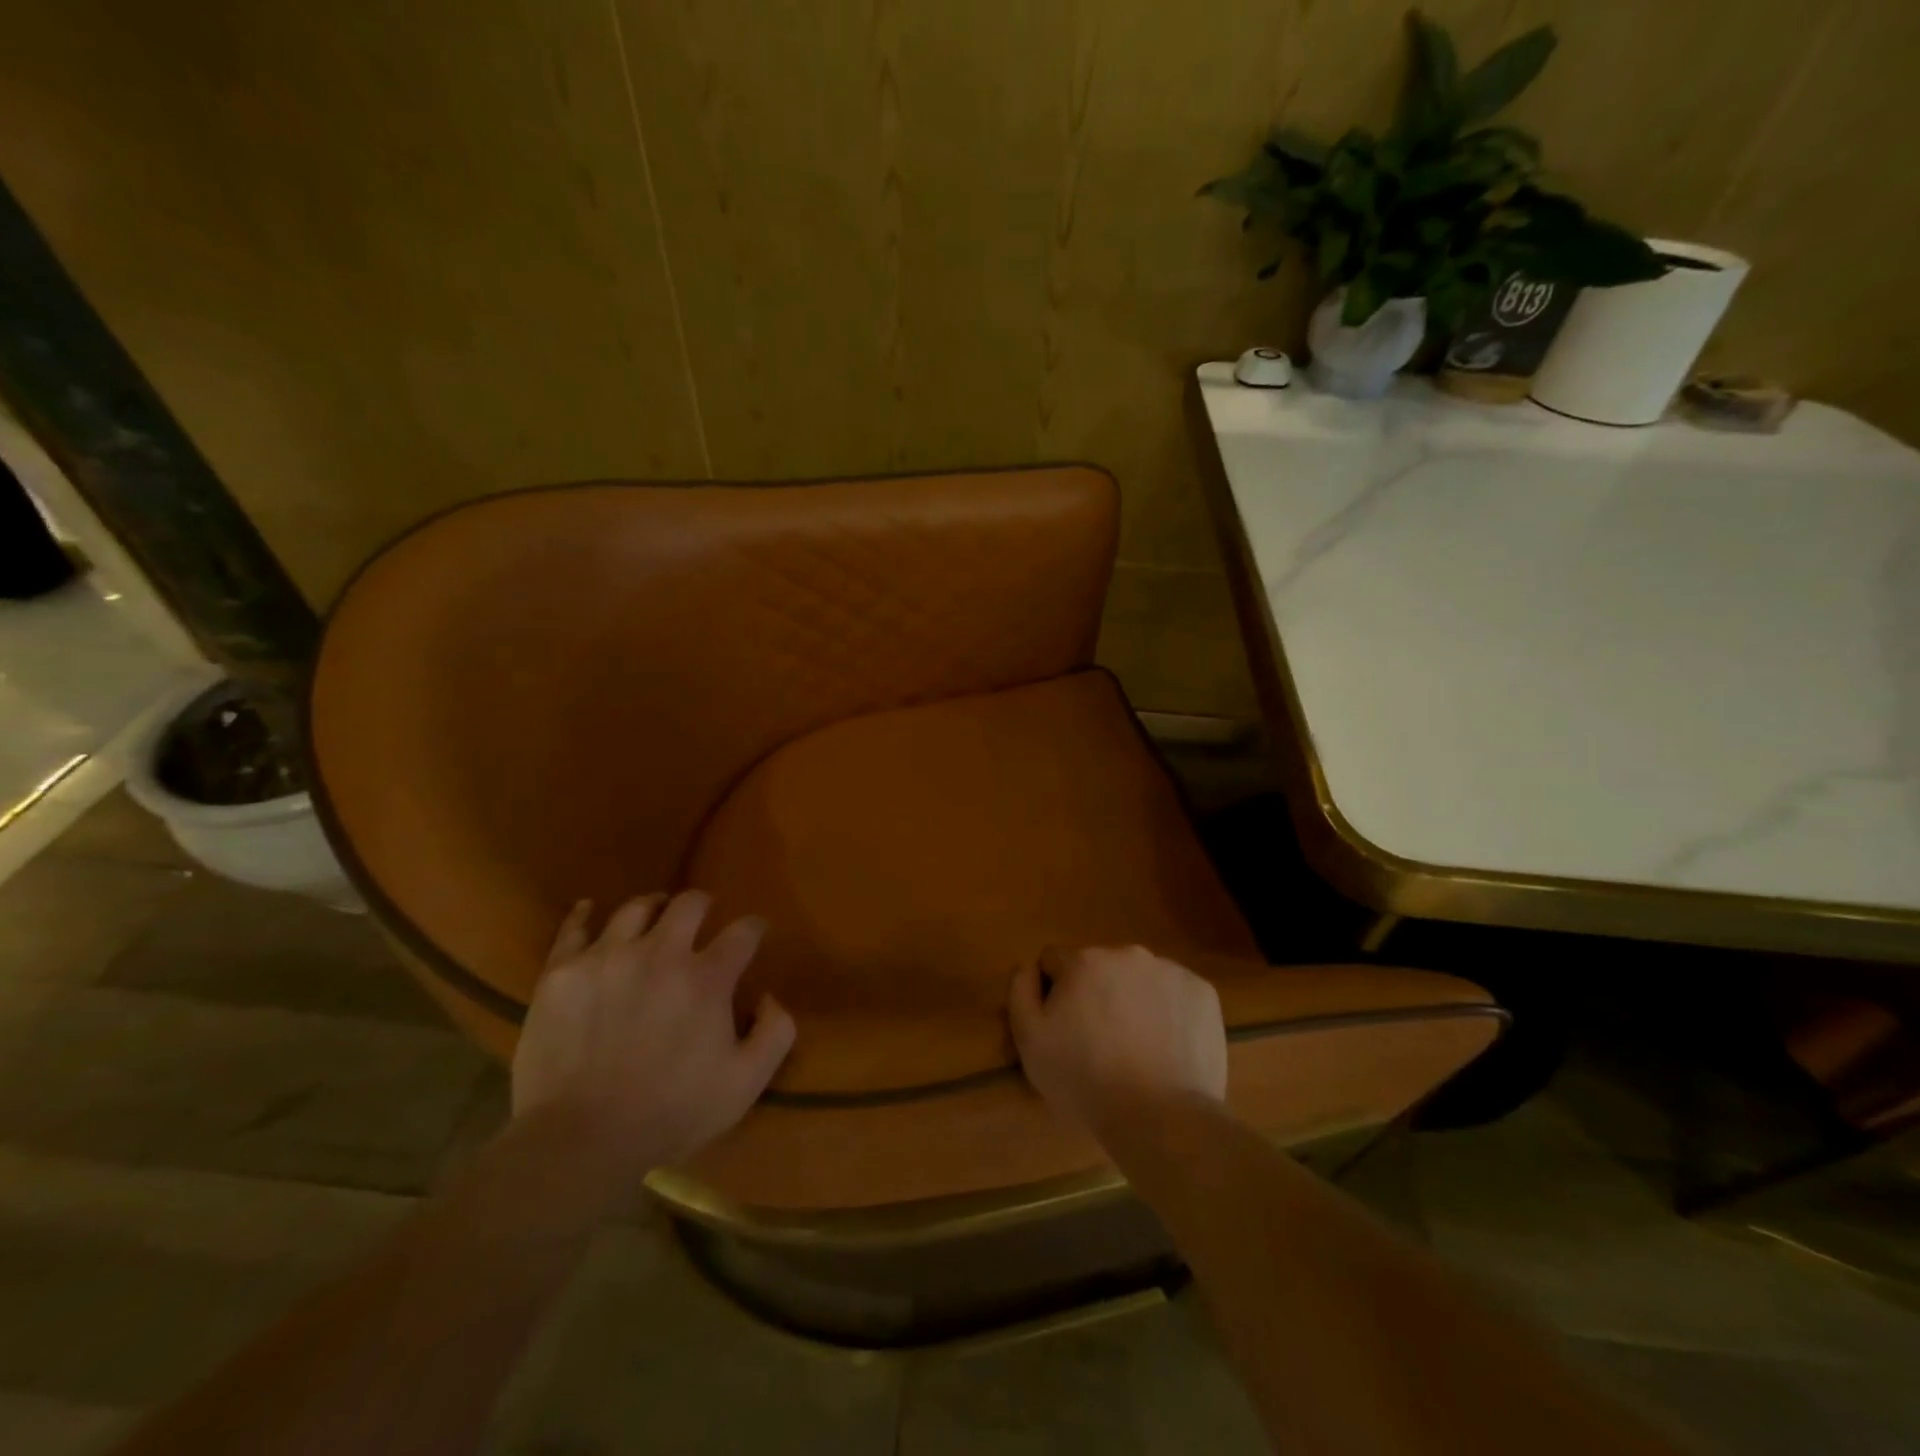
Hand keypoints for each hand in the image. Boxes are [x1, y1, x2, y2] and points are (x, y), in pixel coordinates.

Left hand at [512, 891, 795, 1174]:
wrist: (580, 1140)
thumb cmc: (670, 1113)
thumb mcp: (746, 1084)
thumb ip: (776, 1033)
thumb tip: (770, 996)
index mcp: (707, 978)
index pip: (743, 932)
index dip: (754, 928)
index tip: (755, 932)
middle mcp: (660, 952)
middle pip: (689, 904)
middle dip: (704, 904)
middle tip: (704, 916)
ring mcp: (607, 958)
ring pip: (635, 909)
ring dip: (653, 907)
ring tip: (654, 914)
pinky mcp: (562, 972)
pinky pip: (573, 929)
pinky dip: (583, 915)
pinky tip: (588, 909)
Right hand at [1009, 944, 1226, 1134]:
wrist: (1161, 1116)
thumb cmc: (1085, 1078)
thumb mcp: (1030, 1040)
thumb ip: (1020, 991)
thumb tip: (1029, 967)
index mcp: (1084, 960)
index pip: (1055, 961)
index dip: (1054, 993)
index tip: (1063, 1027)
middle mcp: (1127, 953)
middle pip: (1100, 966)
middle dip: (1095, 992)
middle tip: (1100, 1040)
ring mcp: (1170, 970)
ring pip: (1139, 978)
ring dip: (1132, 999)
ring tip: (1136, 1048)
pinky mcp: (1203, 992)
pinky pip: (1175, 994)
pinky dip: (1168, 1011)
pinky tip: (1166, 1046)